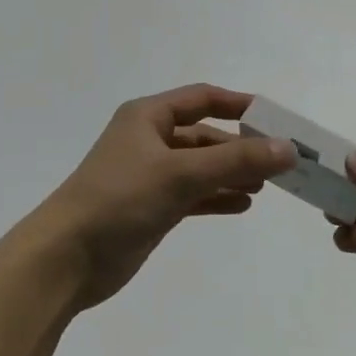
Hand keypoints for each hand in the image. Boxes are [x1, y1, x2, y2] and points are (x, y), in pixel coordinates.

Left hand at [43, 85, 295, 310]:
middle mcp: (148, 140)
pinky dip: (216, 196)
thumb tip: (288, 148)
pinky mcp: (150, 207)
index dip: (239, 105)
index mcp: (148, 117)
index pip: (202, 98)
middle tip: (281, 163)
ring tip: (267, 186)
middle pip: (204, 136)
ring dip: (231, 173)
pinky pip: (192, 194)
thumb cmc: (120, 199)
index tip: (276, 119)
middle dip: (241, 148)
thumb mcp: (180, 174)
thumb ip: (236, 161)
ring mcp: (149, 175)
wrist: (67, 257)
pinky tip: (242, 205)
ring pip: (200, 167)